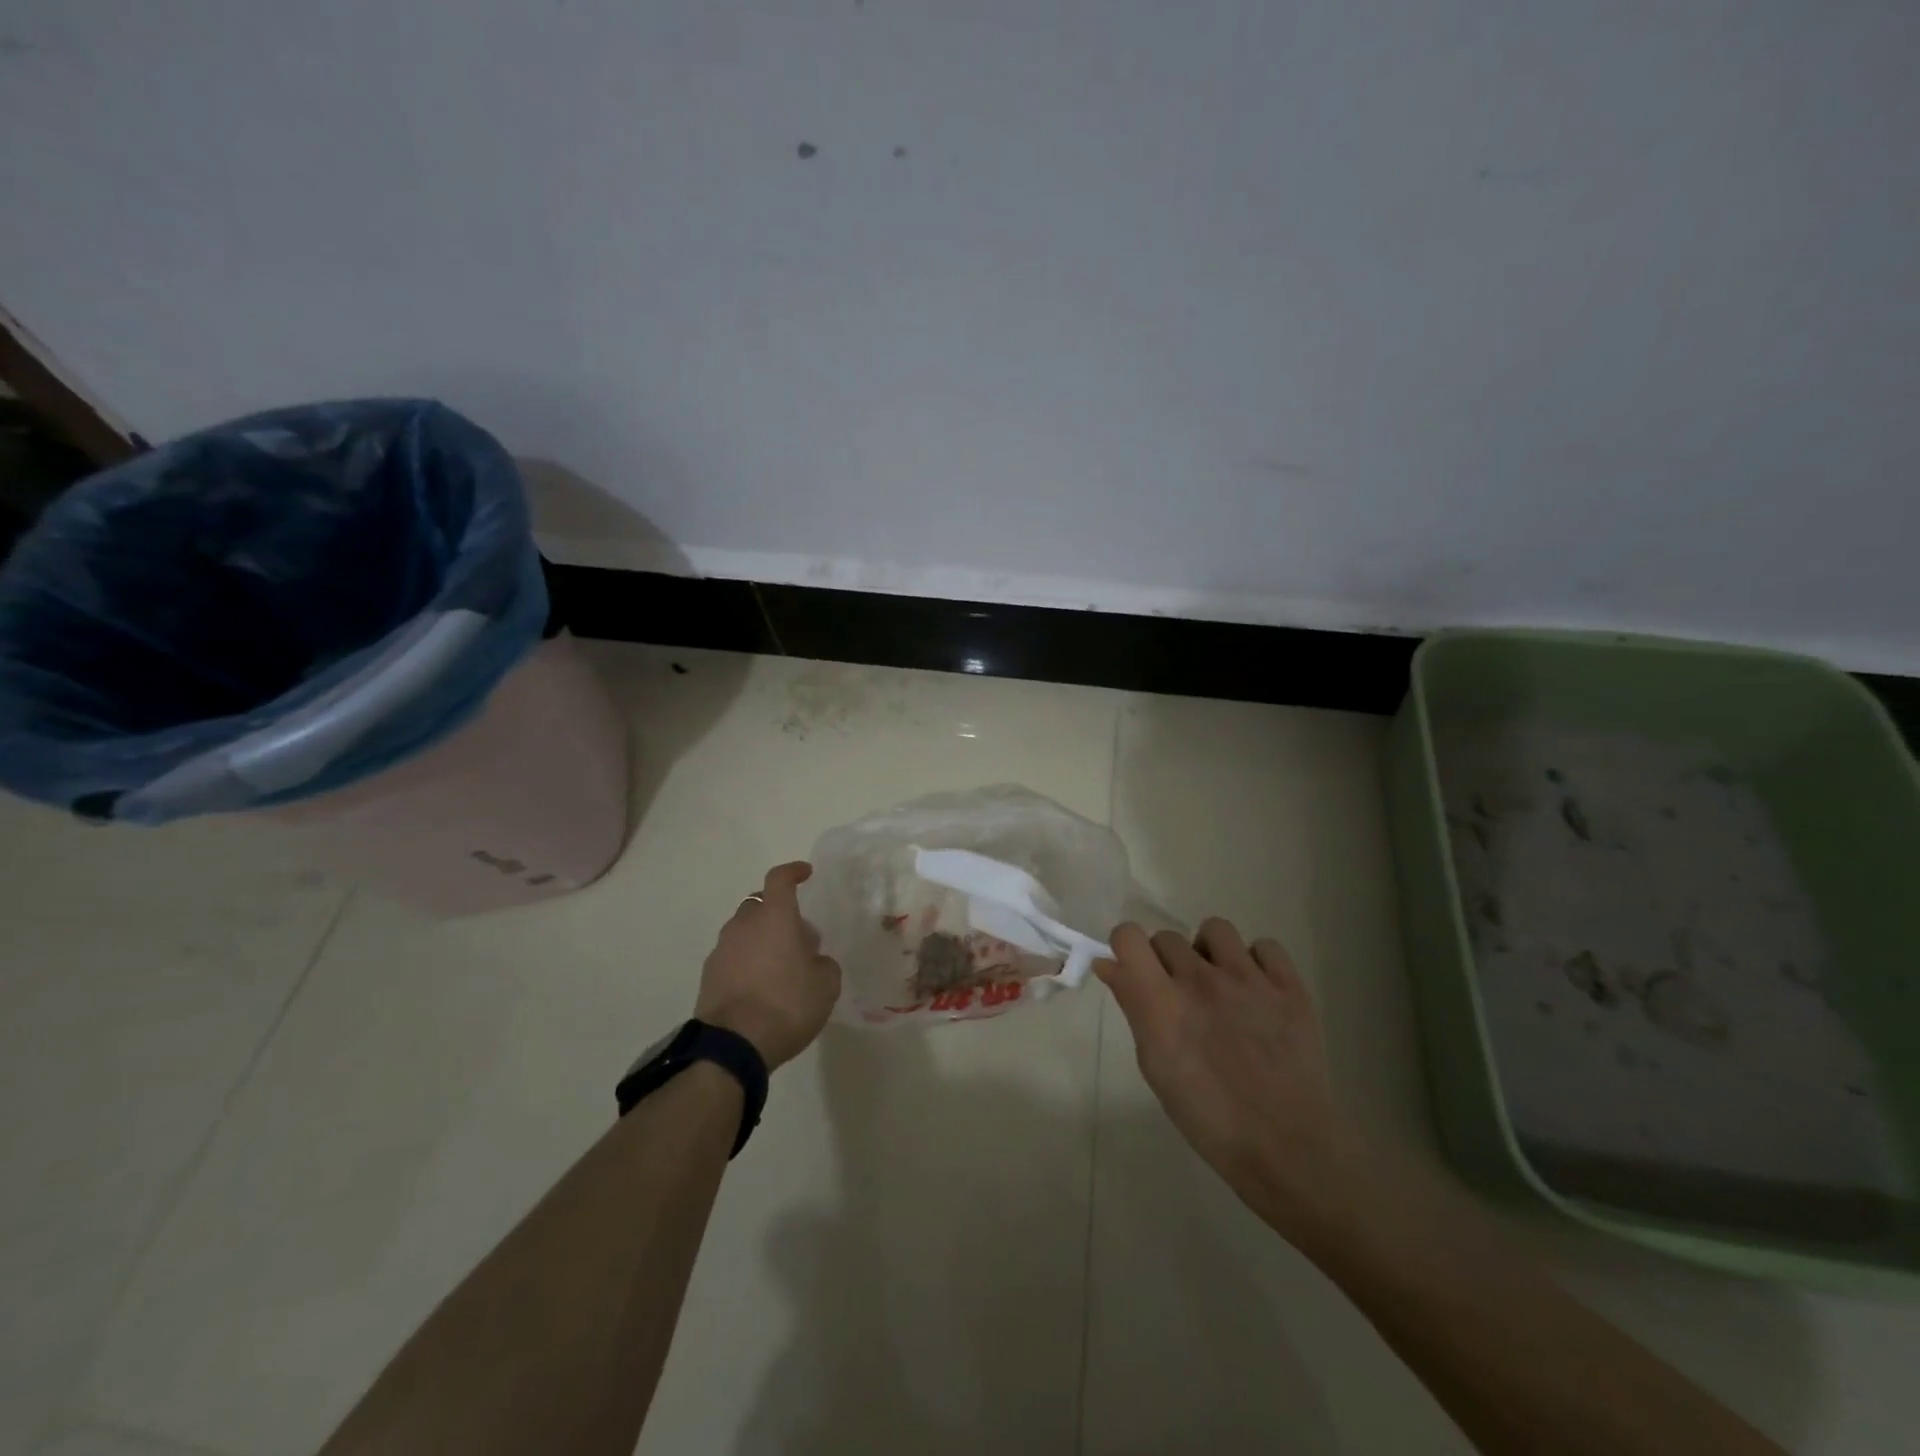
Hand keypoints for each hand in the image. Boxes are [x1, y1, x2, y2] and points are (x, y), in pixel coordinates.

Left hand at [695, 862, 840, 1070]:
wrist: (732, 1045)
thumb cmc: (787, 1004)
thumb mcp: (826, 985)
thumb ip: (824, 964)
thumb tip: (814, 960)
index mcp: (774, 916)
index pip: (780, 879)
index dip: (793, 872)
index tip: (806, 873)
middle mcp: (744, 924)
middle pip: (760, 904)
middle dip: (779, 913)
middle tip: (799, 937)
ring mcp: (722, 949)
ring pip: (744, 930)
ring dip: (762, 938)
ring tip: (781, 966)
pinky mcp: (708, 975)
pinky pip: (733, 955)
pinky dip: (747, 961)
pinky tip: (761, 985)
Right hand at [1097, 919, 1352, 1240]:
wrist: (1286, 1146)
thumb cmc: (1207, 1116)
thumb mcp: (1155, 1066)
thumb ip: (1133, 1007)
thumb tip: (1110, 965)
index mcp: (1162, 1001)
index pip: (1129, 936)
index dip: (1127, 947)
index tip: (1134, 969)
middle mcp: (1201, 979)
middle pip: (1167, 936)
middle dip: (1166, 961)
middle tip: (1180, 995)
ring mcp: (1248, 979)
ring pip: (1214, 929)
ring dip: (1209, 953)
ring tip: (1220, 985)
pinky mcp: (1289, 986)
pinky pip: (1264, 946)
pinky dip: (1257, 963)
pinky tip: (1257, 992)